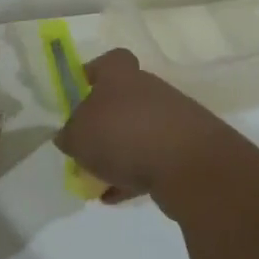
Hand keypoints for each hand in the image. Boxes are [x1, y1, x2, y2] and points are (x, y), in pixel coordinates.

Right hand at [54, 49, 240, 202]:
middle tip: (85, 146)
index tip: (79, 93)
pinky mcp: (187, 149)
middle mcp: (149, 90)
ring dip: (120, 152)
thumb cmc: (123, 136)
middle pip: (122, 100)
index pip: (109, 61)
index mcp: (121, 76)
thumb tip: (69, 136)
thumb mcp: (78, 137)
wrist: (189, 166)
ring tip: (99, 178)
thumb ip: (69, 135)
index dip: (93, 74)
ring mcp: (172, 119)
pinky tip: (117, 196)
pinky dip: (135, 175)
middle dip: (104, 123)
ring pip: (137, 132)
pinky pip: (153, 159)